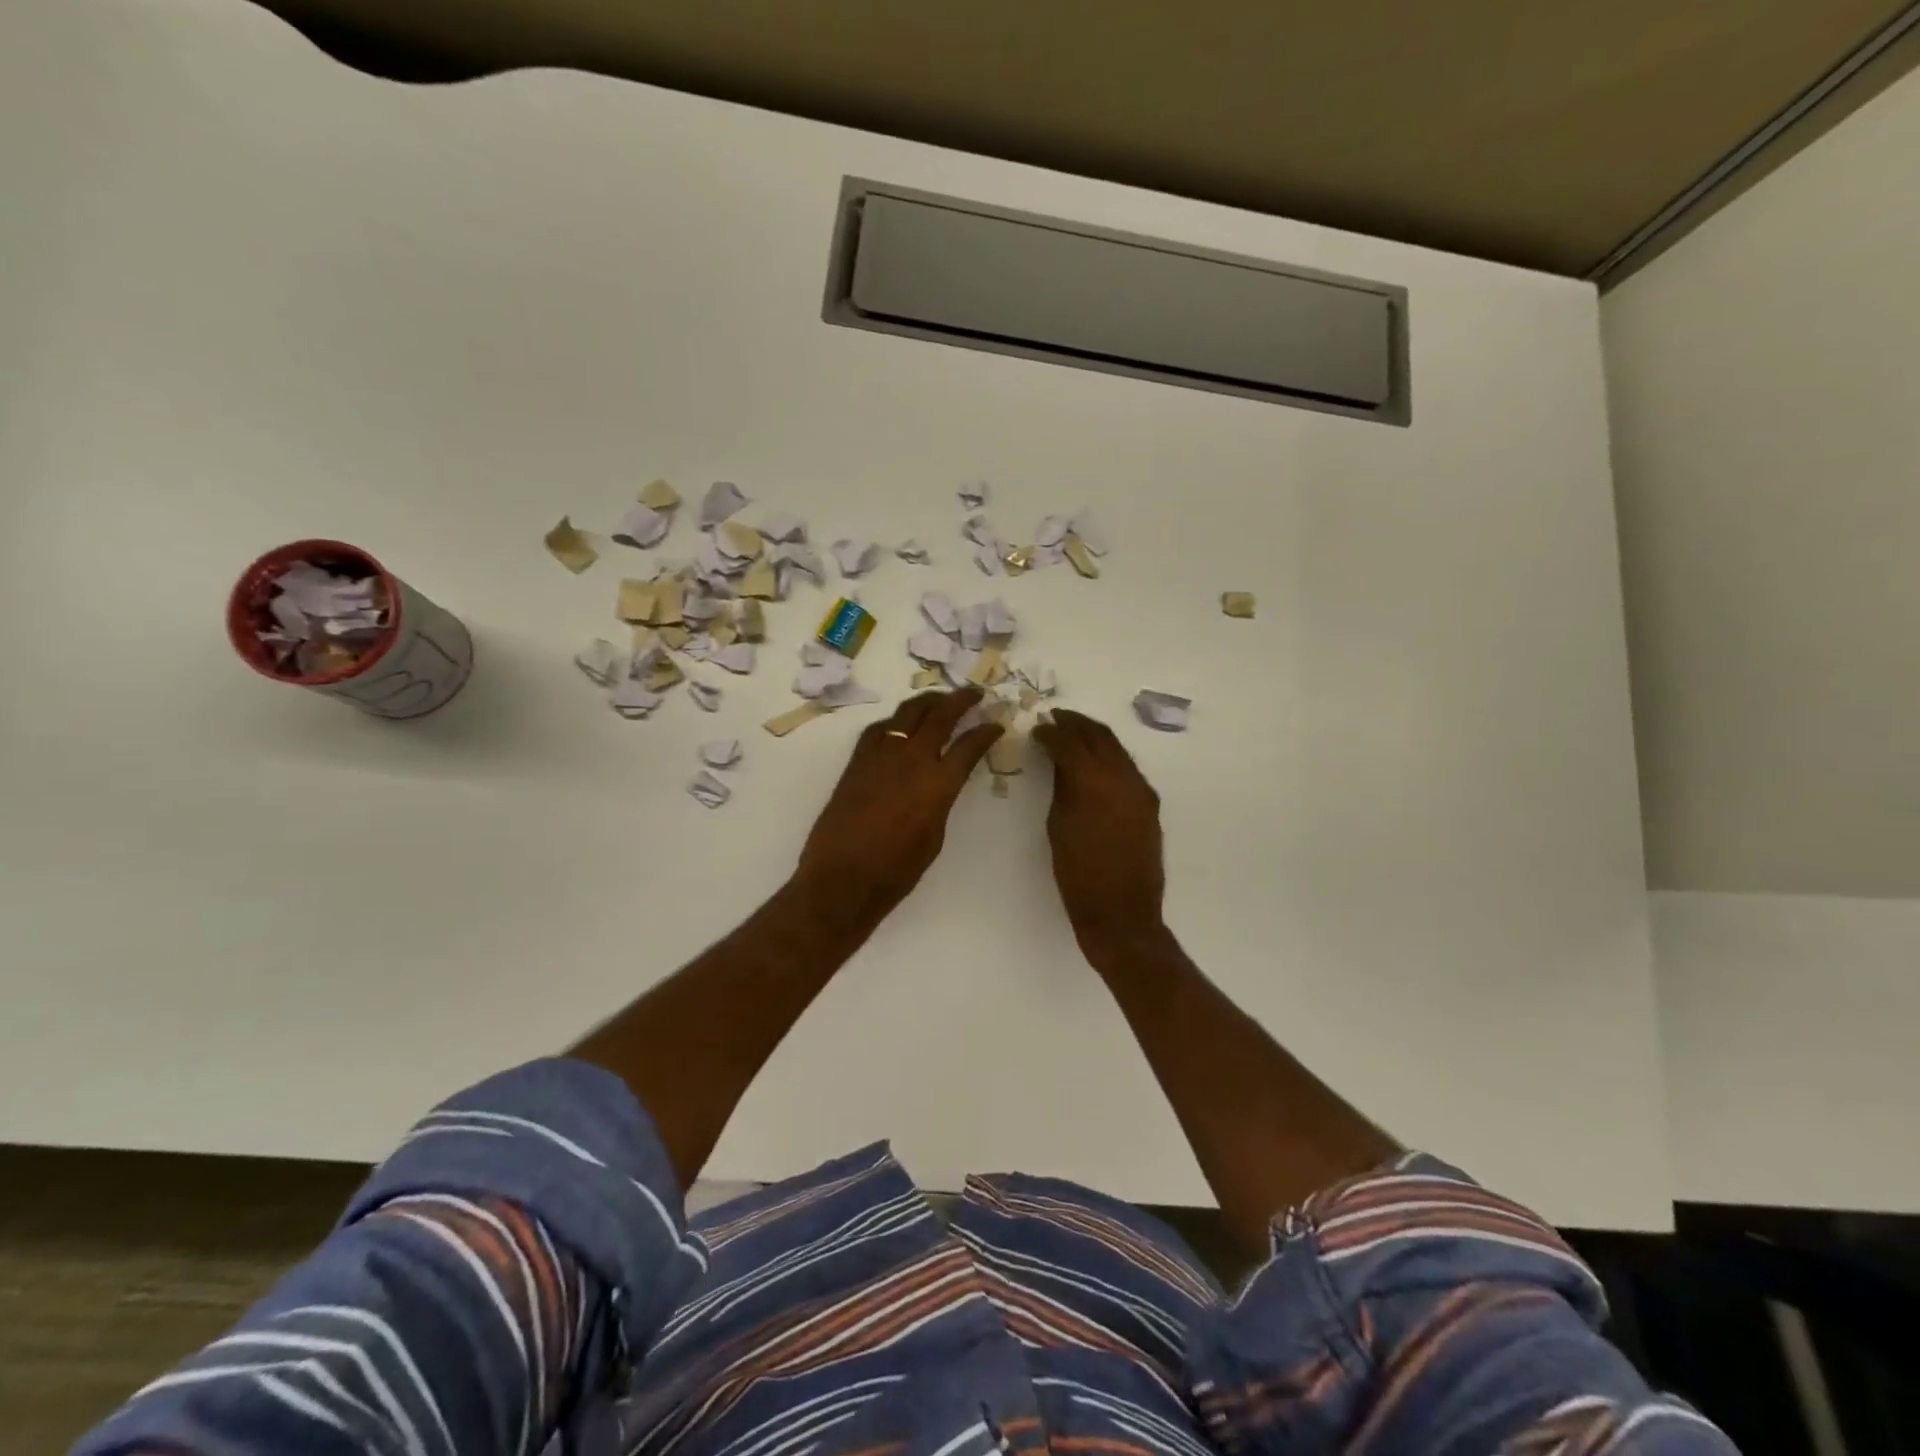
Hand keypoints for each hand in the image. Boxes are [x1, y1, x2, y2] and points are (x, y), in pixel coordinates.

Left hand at [794, 689, 1003, 926]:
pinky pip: (878, 729)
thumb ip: (941, 801)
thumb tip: (939, 784)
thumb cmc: (896, 870)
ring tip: (939, 699)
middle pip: (940, 716)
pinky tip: (899, 725)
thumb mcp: (934, 836)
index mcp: (939, 783)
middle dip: (960, 700)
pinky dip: (894, 722)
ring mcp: (881, 756)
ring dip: (927, 702)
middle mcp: (912, 760)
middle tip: (974, 693)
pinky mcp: (857, 761)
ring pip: (907, 713)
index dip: (986, 732)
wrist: (843, 877)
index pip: (970, 745)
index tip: (996, 724)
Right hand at [1033, 709, 1166, 947]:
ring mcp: (1141, 790)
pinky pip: (1128, 768)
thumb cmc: (1078, 874)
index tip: (1037, 728)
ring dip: (1094, 737)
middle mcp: (1123, 777)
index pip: (1070, 742)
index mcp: (1093, 781)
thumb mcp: (1059, 826)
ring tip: (1073, 734)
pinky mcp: (1149, 804)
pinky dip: (1109, 758)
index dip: (1051, 732)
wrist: (1121, 912)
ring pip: (1117, 749)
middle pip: (1099, 736)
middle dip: (1076, 724)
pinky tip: (1094, 763)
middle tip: (1056, 718)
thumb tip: (1060, 762)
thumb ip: (1062, 787)